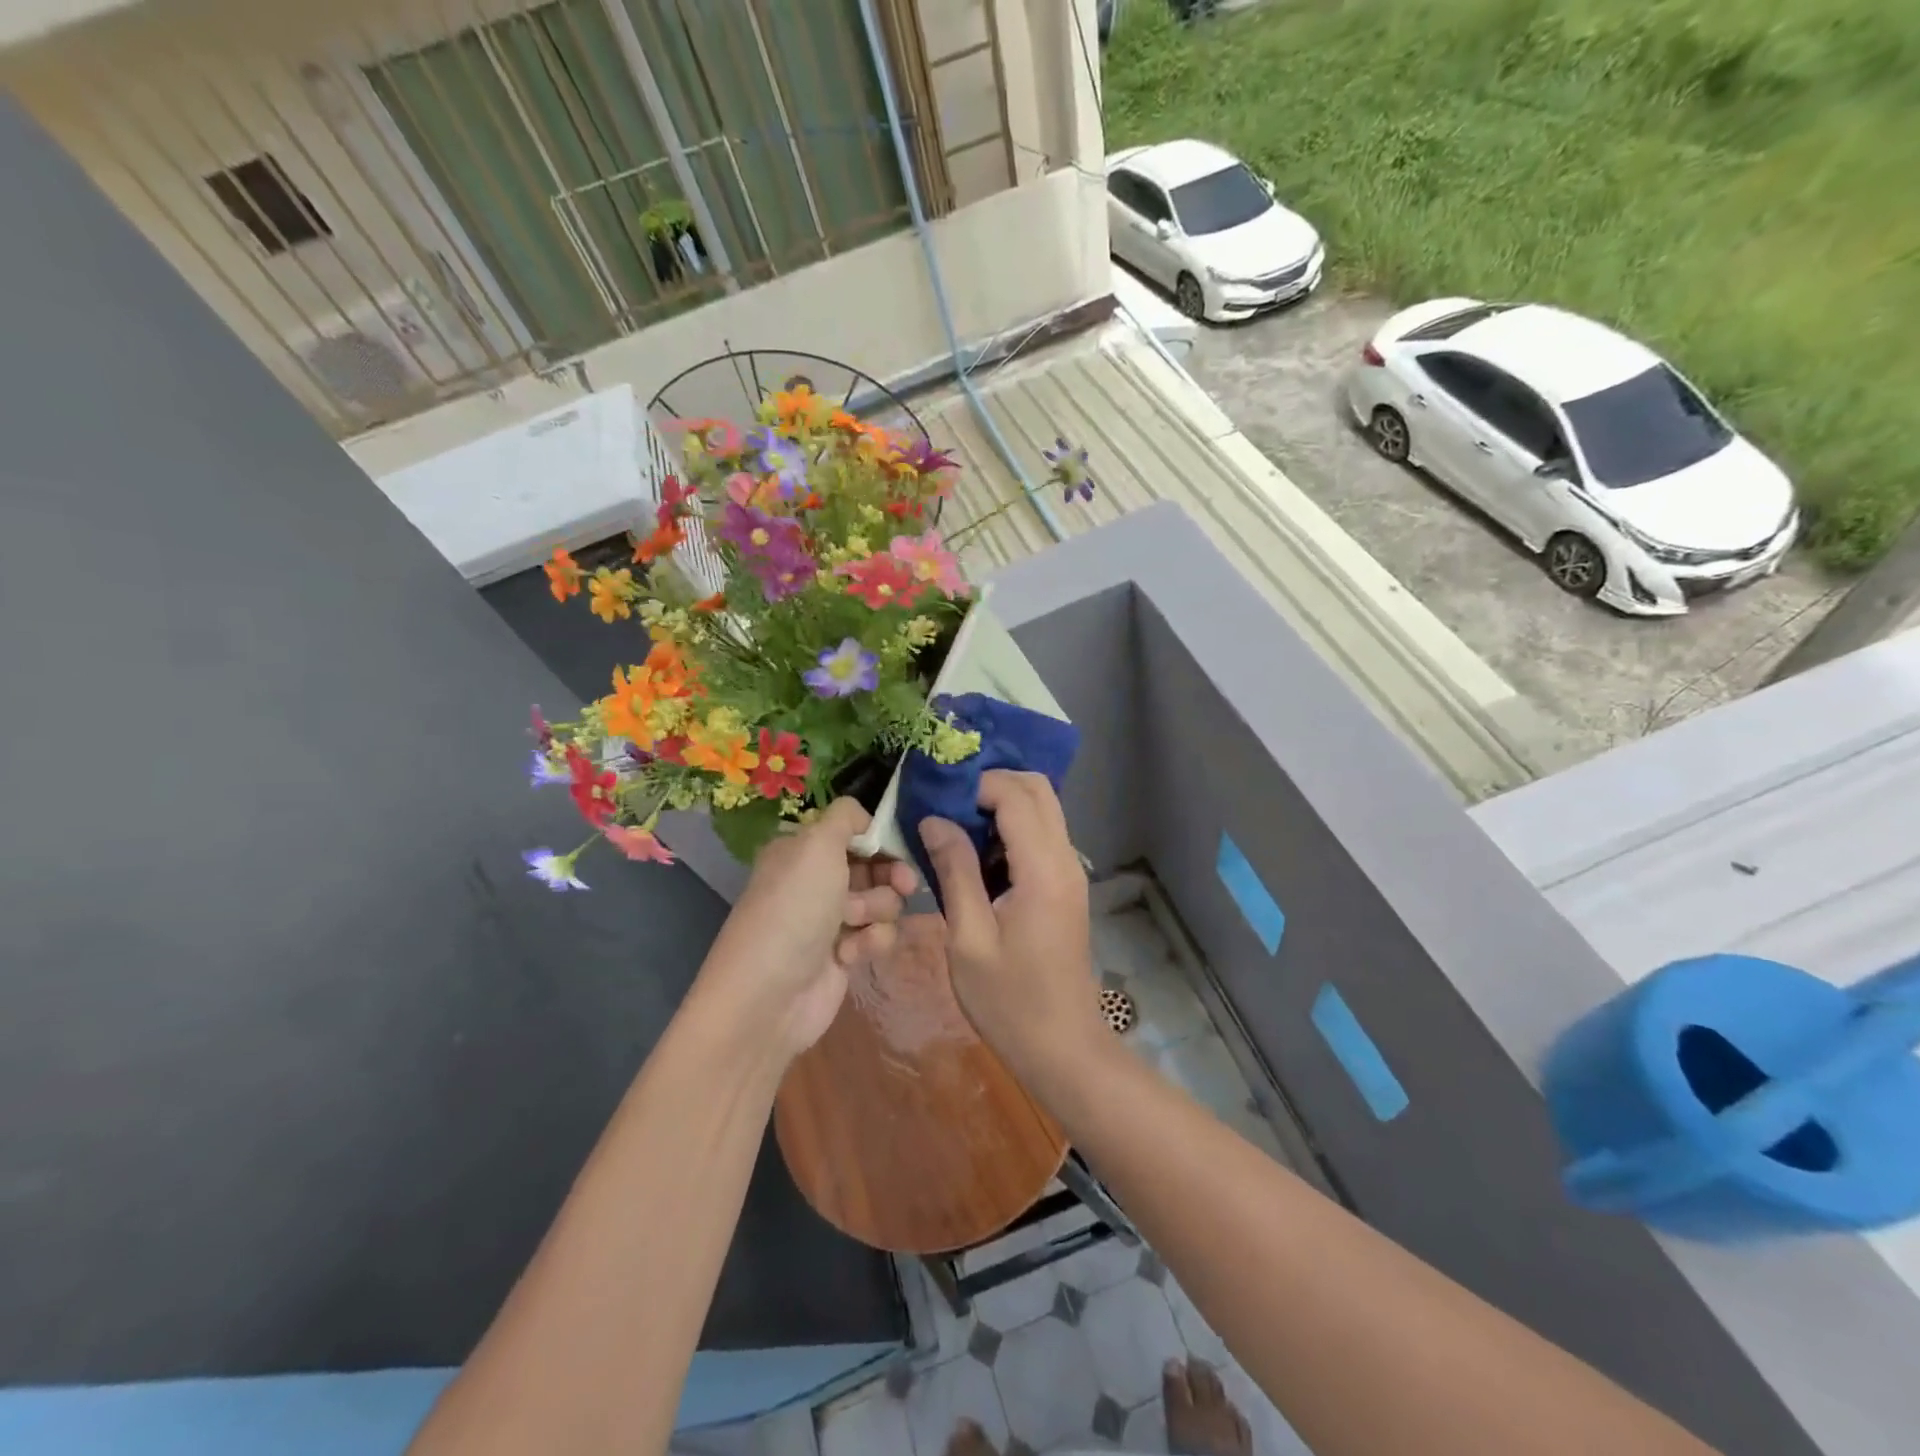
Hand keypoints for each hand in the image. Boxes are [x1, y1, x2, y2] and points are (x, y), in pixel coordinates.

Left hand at [699, 798, 917, 1060]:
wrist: (769, 995)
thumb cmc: (794, 909)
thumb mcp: (816, 845)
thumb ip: (845, 817)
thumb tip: (865, 818)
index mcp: (803, 850)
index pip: (854, 832)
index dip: (880, 838)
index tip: (901, 846)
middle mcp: (816, 880)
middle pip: (875, 866)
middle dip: (890, 875)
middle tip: (904, 884)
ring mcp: (831, 919)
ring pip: (883, 901)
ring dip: (878, 910)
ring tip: (857, 925)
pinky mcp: (845, 955)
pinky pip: (878, 936)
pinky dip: (871, 943)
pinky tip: (851, 956)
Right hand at [918, 771, 1106, 1083]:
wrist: (1062, 1046)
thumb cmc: (1009, 1000)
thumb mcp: (968, 938)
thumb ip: (954, 871)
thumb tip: (934, 819)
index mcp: (1043, 870)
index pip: (1016, 796)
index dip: (976, 785)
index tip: (937, 799)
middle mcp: (1065, 860)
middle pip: (1038, 790)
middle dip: (993, 783)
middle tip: (947, 805)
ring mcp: (1070, 872)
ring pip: (1043, 809)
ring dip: (1002, 804)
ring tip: (955, 825)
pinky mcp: (1066, 886)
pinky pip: (1042, 835)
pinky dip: (1012, 827)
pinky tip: (977, 852)